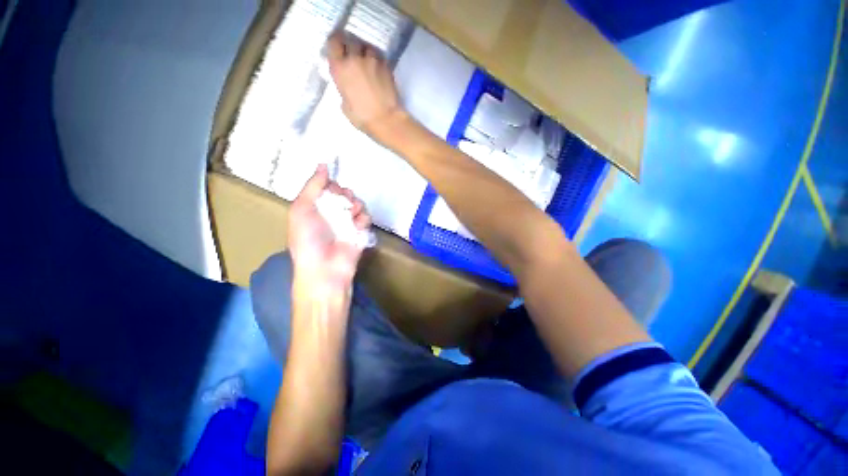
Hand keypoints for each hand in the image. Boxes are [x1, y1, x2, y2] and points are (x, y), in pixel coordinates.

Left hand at [288, 165, 371, 291]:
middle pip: (345, 194)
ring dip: (355, 206)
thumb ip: (313, 186)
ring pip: (358, 204)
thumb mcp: (302, 209)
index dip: (331, 185)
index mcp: (315, 207)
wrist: (325, 268)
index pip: (328, 188)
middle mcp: (332, 213)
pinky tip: (357, 226)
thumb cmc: (308, 239)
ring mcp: (347, 223)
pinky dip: (363, 219)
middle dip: (345, 195)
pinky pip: (366, 218)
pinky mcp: (360, 232)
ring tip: (350, 215)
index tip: (331, 189)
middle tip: (342, 202)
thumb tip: (323, 164)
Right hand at [327, 32, 406, 138]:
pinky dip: (377, 59)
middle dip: (351, 46)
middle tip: (353, 55)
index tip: (338, 48)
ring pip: (367, 46)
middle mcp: (355, 59)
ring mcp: (372, 61)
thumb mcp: (345, 105)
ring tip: (367, 62)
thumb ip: (343, 89)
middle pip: (351, 40)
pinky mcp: (386, 66)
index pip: (334, 42)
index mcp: (340, 68)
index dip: (336, 43)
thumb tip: (347, 85)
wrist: (386, 119)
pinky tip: (377, 69)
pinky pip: (379, 56)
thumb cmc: (362, 118)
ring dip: (365, 52)